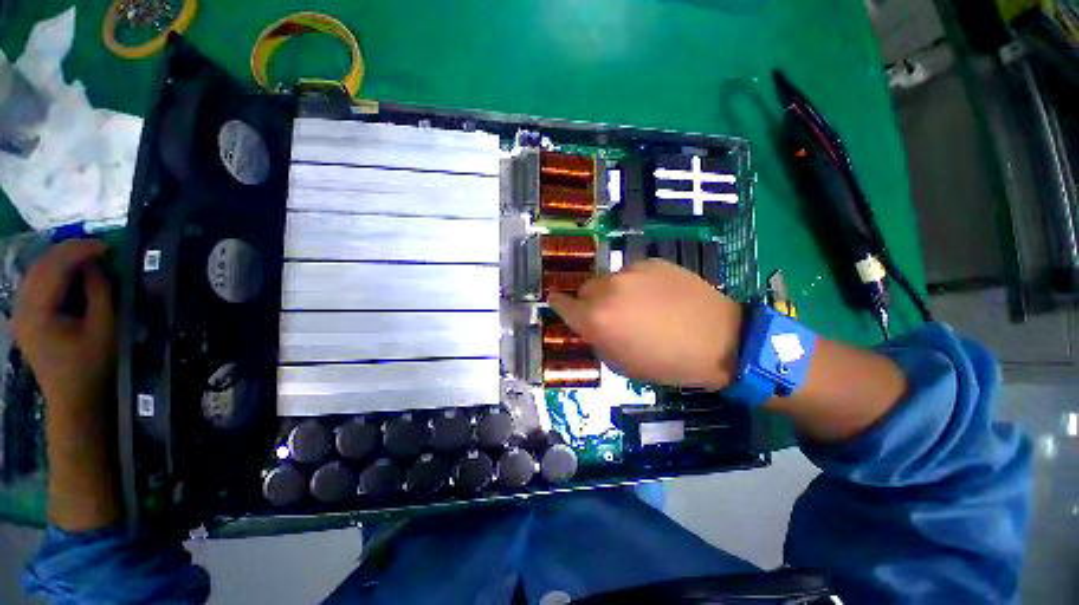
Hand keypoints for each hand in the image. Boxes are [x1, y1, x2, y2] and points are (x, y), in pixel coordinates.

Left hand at [12, 239, 120, 530]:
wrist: (73, 399)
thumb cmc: (92, 366)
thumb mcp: (104, 329)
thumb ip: (98, 293)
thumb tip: (95, 266)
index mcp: (38, 312)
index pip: (55, 268)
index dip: (80, 251)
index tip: (107, 246)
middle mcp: (22, 307)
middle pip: (41, 266)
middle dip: (70, 251)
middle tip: (99, 248)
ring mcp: (20, 312)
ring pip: (36, 272)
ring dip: (61, 260)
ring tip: (88, 258)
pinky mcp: (25, 317)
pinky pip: (36, 283)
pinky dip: (54, 272)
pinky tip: (71, 275)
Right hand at [548, 259, 742, 388]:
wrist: (723, 339)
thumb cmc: (669, 362)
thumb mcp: (623, 364)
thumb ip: (598, 340)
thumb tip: (590, 325)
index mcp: (597, 319)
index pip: (563, 305)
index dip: (559, 304)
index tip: (557, 303)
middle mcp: (608, 289)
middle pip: (585, 289)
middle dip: (590, 302)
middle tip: (610, 315)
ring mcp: (631, 271)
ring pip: (608, 279)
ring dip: (613, 292)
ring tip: (638, 305)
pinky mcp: (652, 261)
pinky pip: (632, 272)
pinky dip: (635, 283)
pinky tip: (657, 295)